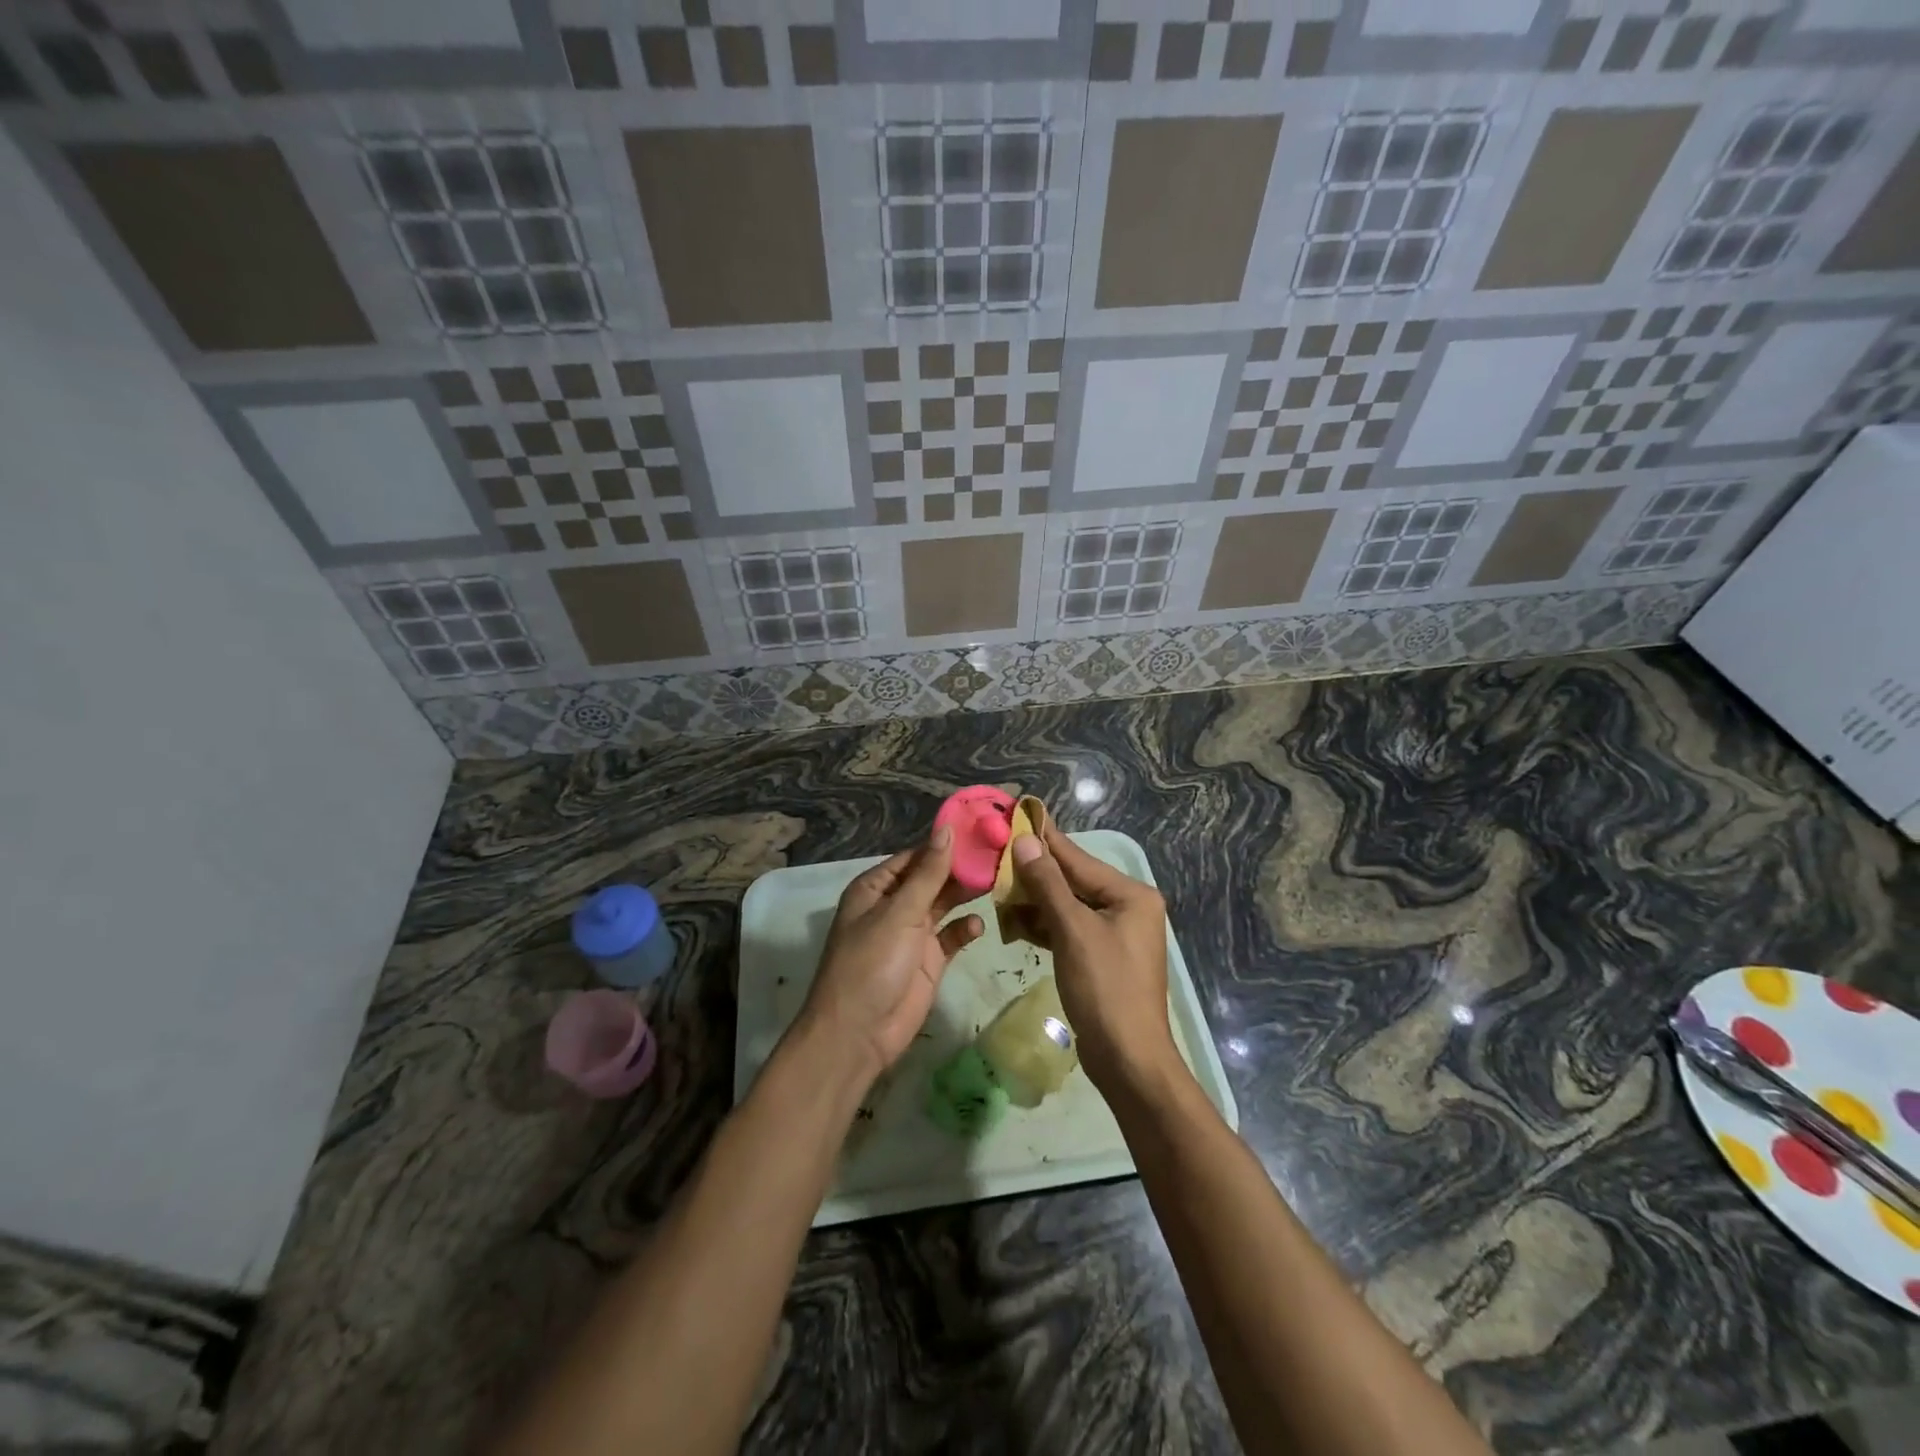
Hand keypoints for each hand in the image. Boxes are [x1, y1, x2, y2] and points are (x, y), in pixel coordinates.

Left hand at [800, 826, 982, 1082]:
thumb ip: (928, 873)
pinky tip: (978, 925)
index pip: (916, 856)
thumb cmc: (871, 964)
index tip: (983, 828)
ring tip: (999, 880)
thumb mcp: (899, 913)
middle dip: (962, 868)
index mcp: (876, 888)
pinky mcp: (929, 961)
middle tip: (1001, 853)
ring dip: (967, 894)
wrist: (858, 1034)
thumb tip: (946, 829)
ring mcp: (912, 934)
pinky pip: (952, 936)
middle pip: (933, 878)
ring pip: (945, 904)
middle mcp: (894, 906)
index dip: (946, 843)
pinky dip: (965, 929)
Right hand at [1011, 823, 1176, 1091]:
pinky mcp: (1100, 957)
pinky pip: (1068, 929)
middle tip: (996, 852)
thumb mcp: (1073, 931)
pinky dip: (1043, 926)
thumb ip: (1048, 884)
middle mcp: (1126, 907)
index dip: (1045, 838)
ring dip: (1034, 901)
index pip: (1078, 858)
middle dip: (1034, 872)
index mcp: (1130, 894)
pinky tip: (1013, 922)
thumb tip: (1026, 842)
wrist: (1129, 1060)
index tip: (1018, 814)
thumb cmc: (1105, 989)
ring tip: (996, 886)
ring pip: (1067, 906)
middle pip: (1072, 880)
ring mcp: (1114, 934)